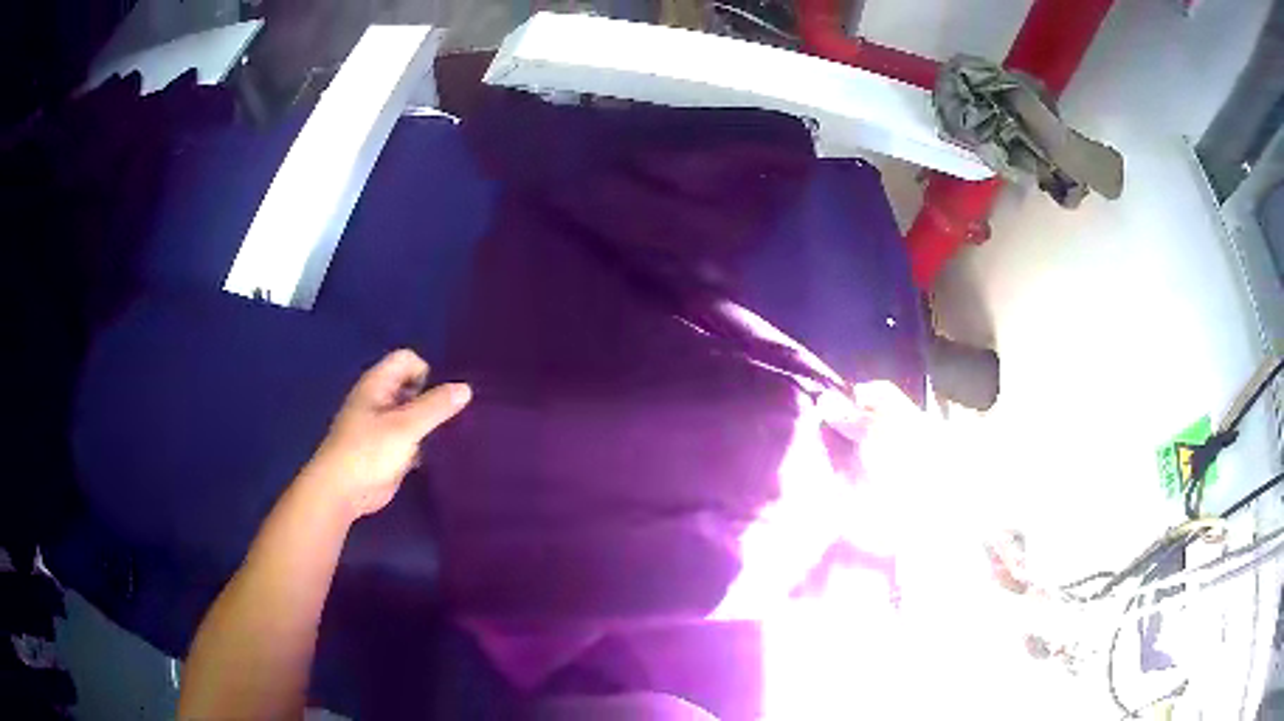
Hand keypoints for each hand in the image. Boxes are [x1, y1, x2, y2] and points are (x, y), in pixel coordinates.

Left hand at [307, 349, 470, 519]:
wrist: (342, 491)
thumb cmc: (369, 452)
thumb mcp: (405, 426)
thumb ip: (435, 406)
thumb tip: (466, 387)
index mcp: (377, 384)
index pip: (408, 360)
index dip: (427, 371)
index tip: (443, 396)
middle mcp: (380, 399)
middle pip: (413, 385)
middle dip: (434, 397)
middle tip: (458, 414)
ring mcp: (384, 425)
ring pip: (414, 413)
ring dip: (432, 421)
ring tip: (456, 433)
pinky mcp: (389, 449)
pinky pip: (413, 437)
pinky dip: (426, 442)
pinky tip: (443, 453)